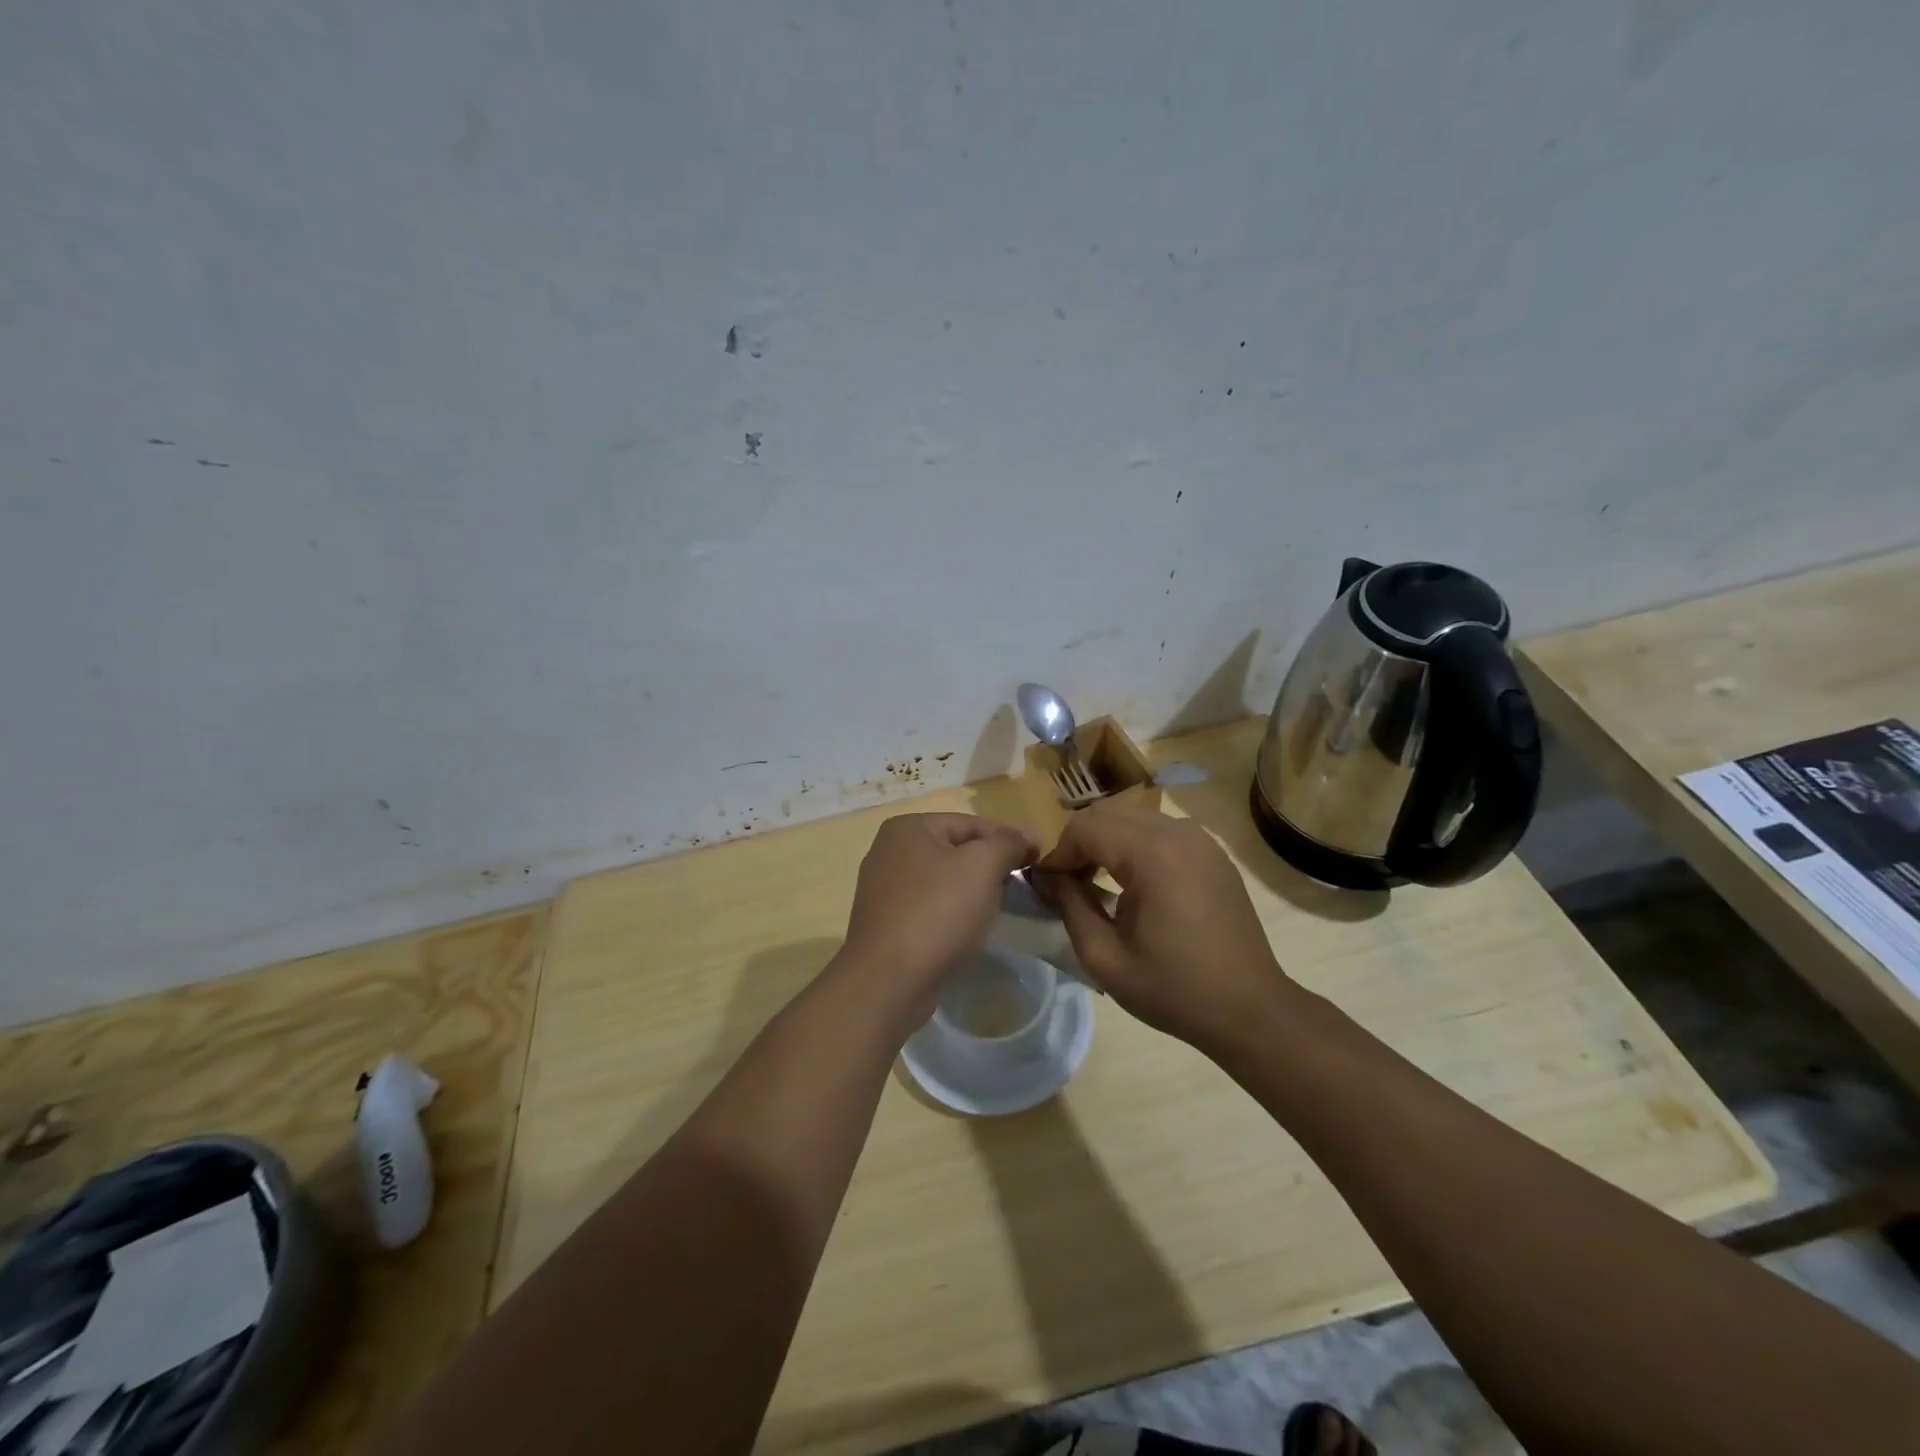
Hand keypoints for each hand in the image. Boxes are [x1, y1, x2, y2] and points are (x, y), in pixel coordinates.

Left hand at [838, 813, 1038, 1024]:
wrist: (888, 982)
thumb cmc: (937, 913)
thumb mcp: (982, 867)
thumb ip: (1007, 843)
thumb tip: (1029, 834)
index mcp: (908, 828)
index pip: (971, 823)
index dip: (1008, 840)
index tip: (1037, 861)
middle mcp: (889, 851)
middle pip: (956, 850)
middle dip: (989, 868)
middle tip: (1018, 889)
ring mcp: (883, 889)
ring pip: (944, 881)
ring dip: (972, 893)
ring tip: (995, 912)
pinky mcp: (886, 923)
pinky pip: (929, 907)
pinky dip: (951, 915)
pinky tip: (965, 933)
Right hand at [1035, 801, 1290, 1053]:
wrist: (1250, 1010)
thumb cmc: (1174, 990)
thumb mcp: (1105, 957)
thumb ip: (1068, 906)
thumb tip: (1046, 877)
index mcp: (1152, 854)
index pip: (1085, 826)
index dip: (1058, 853)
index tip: (1047, 887)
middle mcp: (1178, 832)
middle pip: (1107, 813)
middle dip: (1079, 842)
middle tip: (1068, 884)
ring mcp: (1200, 839)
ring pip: (1133, 817)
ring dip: (1106, 841)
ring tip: (1097, 883)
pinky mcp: (1211, 851)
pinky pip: (1159, 830)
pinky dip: (1134, 845)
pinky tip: (1132, 884)